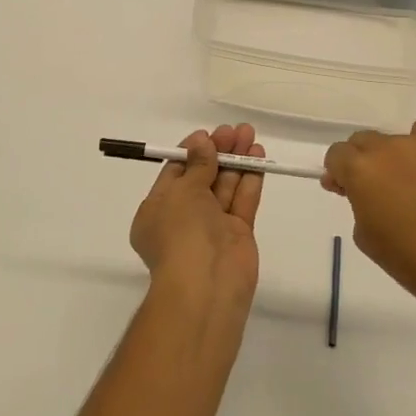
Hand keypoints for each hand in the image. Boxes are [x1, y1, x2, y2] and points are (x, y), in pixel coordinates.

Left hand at [130, 125, 264, 303]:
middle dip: (218, 152)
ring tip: (250, 134)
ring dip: (236, 160)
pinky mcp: (237, 234)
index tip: (208, 134)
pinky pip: (242, 201)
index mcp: (157, 209)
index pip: (175, 173)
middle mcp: (183, 217)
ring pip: (225, 186)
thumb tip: (202, 142)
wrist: (206, 285)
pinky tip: (258, 156)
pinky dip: (250, 178)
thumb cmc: (182, 233)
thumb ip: (197, 165)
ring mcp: (212, 226)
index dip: (192, 152)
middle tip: (235, 130)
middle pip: (203, 177)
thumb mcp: (183, 192)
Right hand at [322, 118, 415, 314]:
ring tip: (412, 184)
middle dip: (363, 161)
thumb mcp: (364, 234)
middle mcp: (386, 147)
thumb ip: (354, 201)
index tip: (347, 190)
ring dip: (394, 157)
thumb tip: (352, 186)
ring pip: (395, 140)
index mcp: (360, 169)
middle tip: (378, 188)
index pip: (337, 154)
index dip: (339, 172)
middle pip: (364, 141)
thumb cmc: (408, 259)